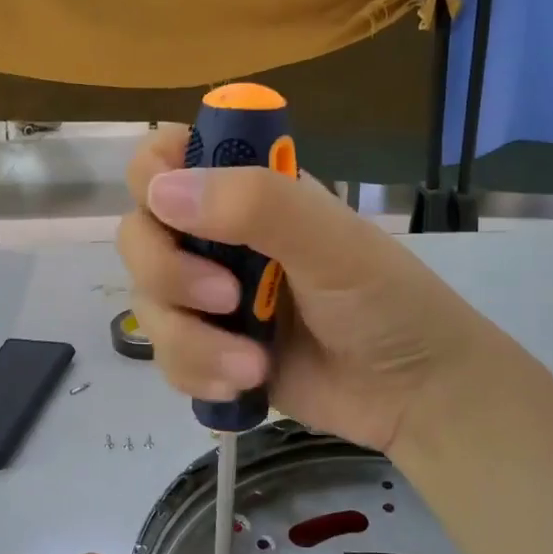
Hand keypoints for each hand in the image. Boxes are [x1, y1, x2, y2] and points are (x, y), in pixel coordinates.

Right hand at [115, 127, 495, 454]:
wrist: (413, 394)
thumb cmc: (386, 301)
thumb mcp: (332, 243)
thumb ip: (256, 206)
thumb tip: (161, 192)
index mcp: (247, 193)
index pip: (166, 159)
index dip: (153, 175)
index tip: (170, 210)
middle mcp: (217, 238)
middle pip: (138, 236)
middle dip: (169, 273)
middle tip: (226, 298)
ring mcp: (208, 299)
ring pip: (147, 304)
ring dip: (191, 340)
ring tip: (252, 364)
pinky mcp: (209, 353)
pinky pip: (166, 357)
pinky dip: (197, 373)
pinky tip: (245, 383)